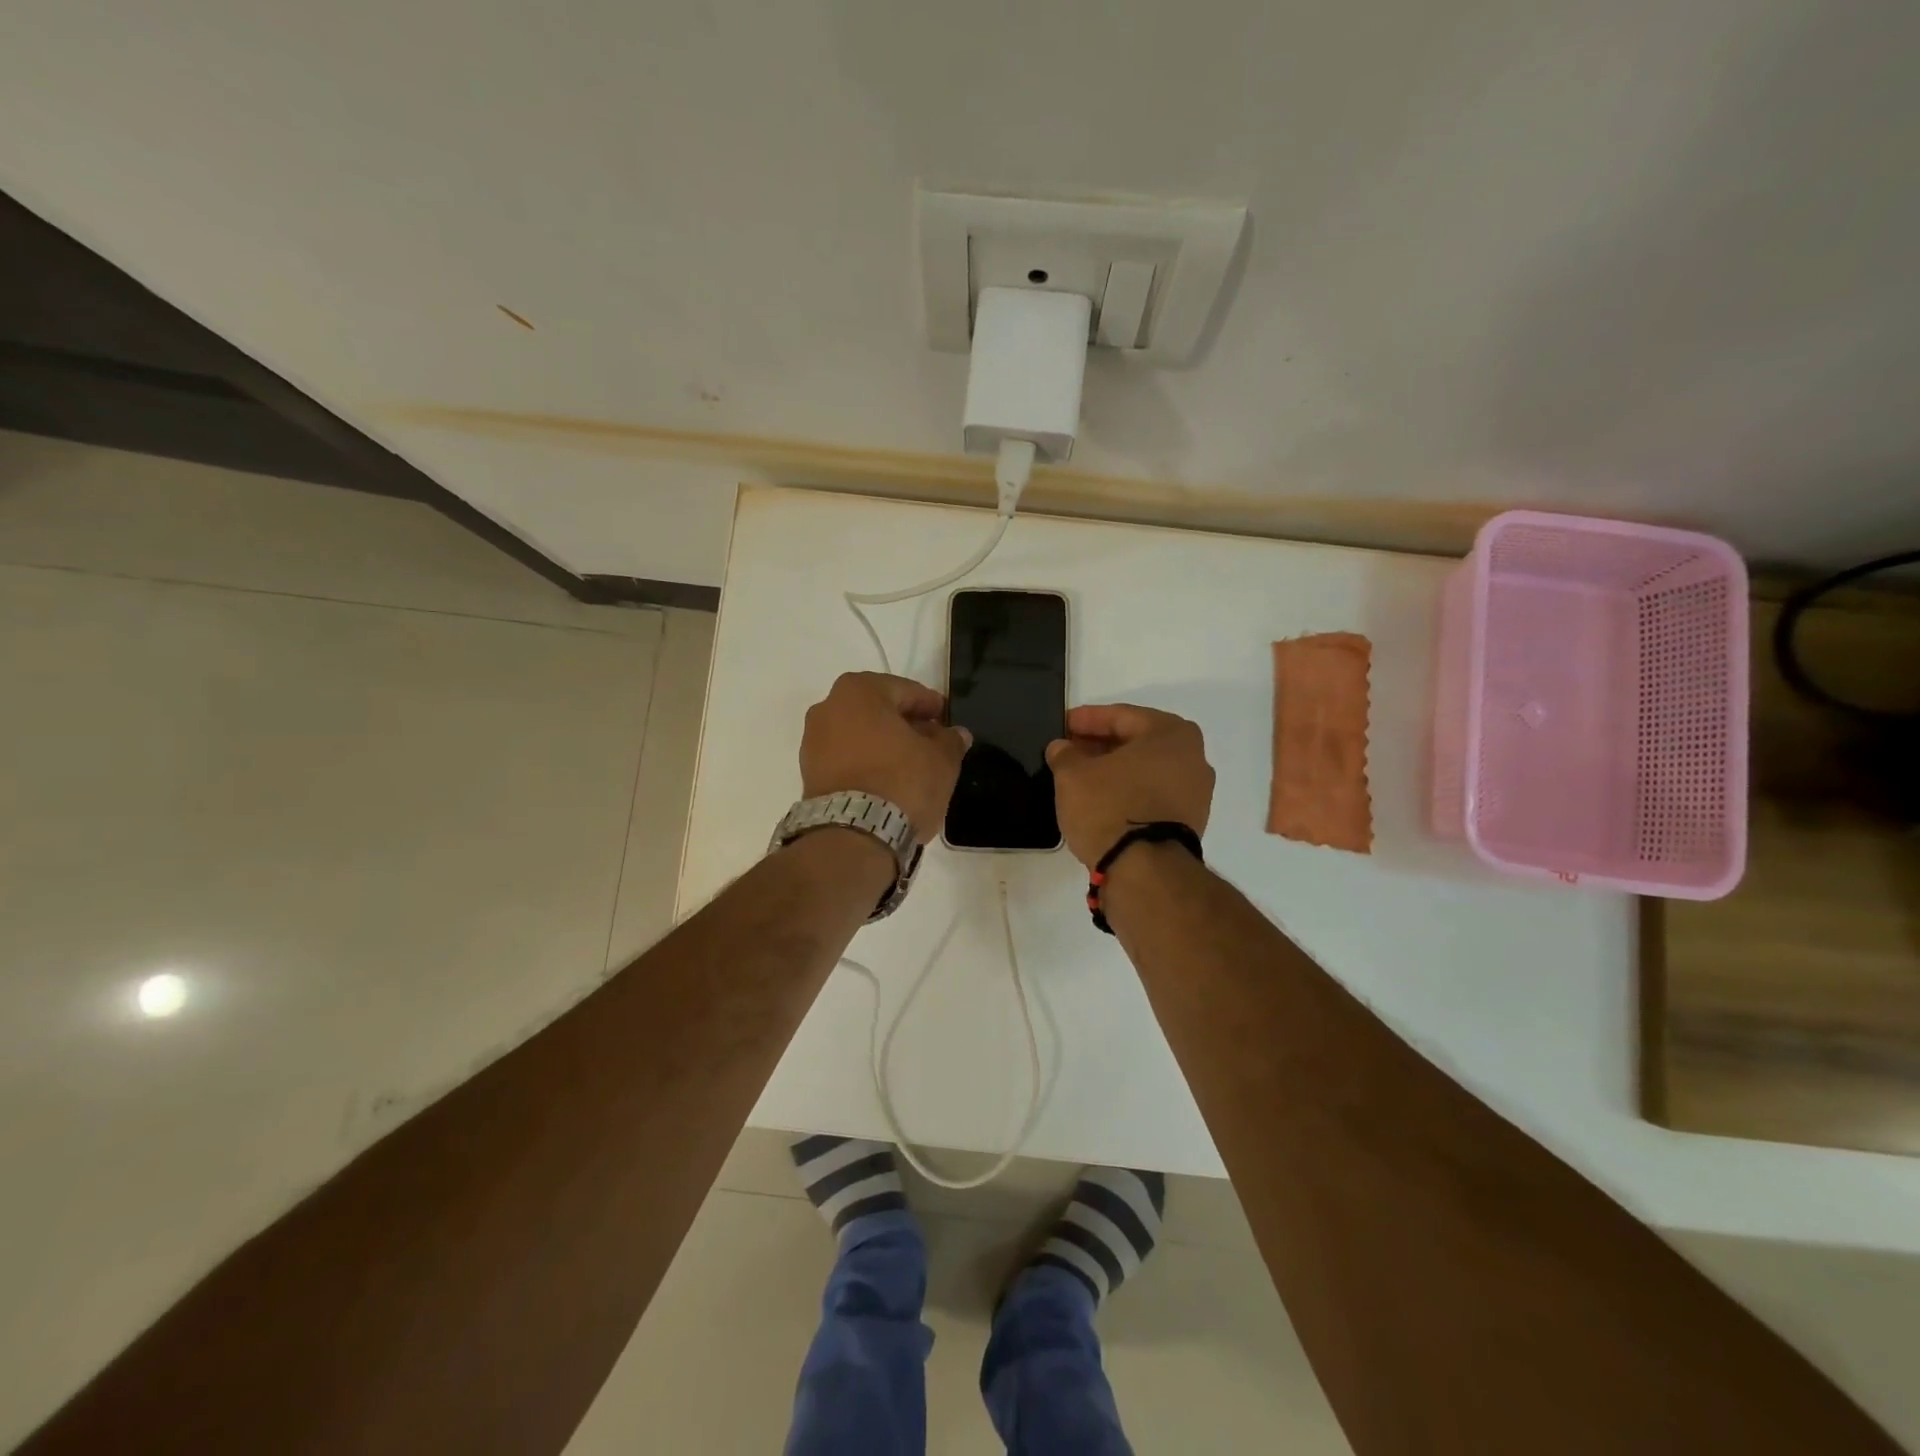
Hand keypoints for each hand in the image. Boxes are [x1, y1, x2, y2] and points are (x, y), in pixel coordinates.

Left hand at [801, 673, 971, 843]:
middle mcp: (828, 707)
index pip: (905, 690)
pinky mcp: (808, 774)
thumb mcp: (942, 760)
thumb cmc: (902, 782)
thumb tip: (955, 735)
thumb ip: (950, 740)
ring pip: (859, 734)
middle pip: (878, 710)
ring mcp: (813, 742)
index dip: (930, 705)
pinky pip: (845, 758)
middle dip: (904, 724)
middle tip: (931, 742)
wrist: (854, 836)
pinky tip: (887, 781)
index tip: (946, 720)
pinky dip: (865, 763)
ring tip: (911, 766)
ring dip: (884, 745)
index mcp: (859, 691)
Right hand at [1046, 704, 1214, 867]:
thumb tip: (1062, 748)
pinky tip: (1102, 800)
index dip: (1086, 720)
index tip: (1063, 725)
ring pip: (1146, 770)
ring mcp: (1196, 793)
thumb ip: (1065, 754)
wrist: (1144, 871)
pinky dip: (1129, 792)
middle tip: (1070, 750)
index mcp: (1172, 733)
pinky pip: (1153, 795)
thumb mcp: (1072, 775)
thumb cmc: (1110, 807)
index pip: (1121, 716)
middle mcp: (1193, 757)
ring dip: (1115, 770)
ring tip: (1082, 777)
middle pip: (1137, 742)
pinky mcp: (1190, 822)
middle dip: (1102, 745)